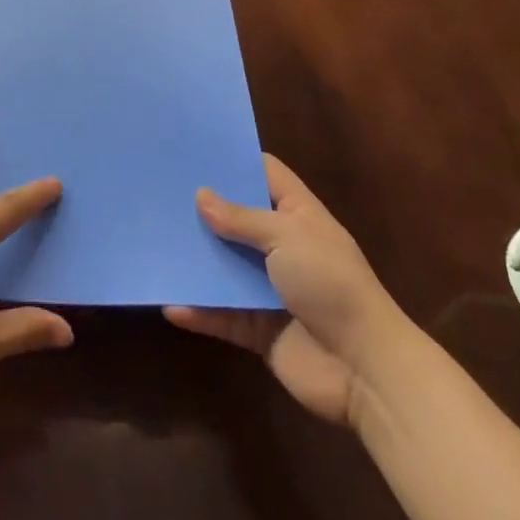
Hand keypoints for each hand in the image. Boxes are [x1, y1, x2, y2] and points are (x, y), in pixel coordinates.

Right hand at [166, 154, 413, 426]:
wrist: (364, 370)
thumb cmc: (330, 284)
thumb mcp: (286, 236)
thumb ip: (241, 218)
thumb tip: (200, 196)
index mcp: (298, 214)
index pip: (265, 174)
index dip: (235, 159)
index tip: (194, 149)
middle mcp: (282, 246)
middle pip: (237, 219)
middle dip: (203, 209)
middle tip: (159, 191)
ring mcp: (270, 288)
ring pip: (224, 266)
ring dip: (196, 260)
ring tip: (154, 242)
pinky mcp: (259, 328)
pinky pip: (222, 314)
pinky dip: (199, 311)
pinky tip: (170, 304)